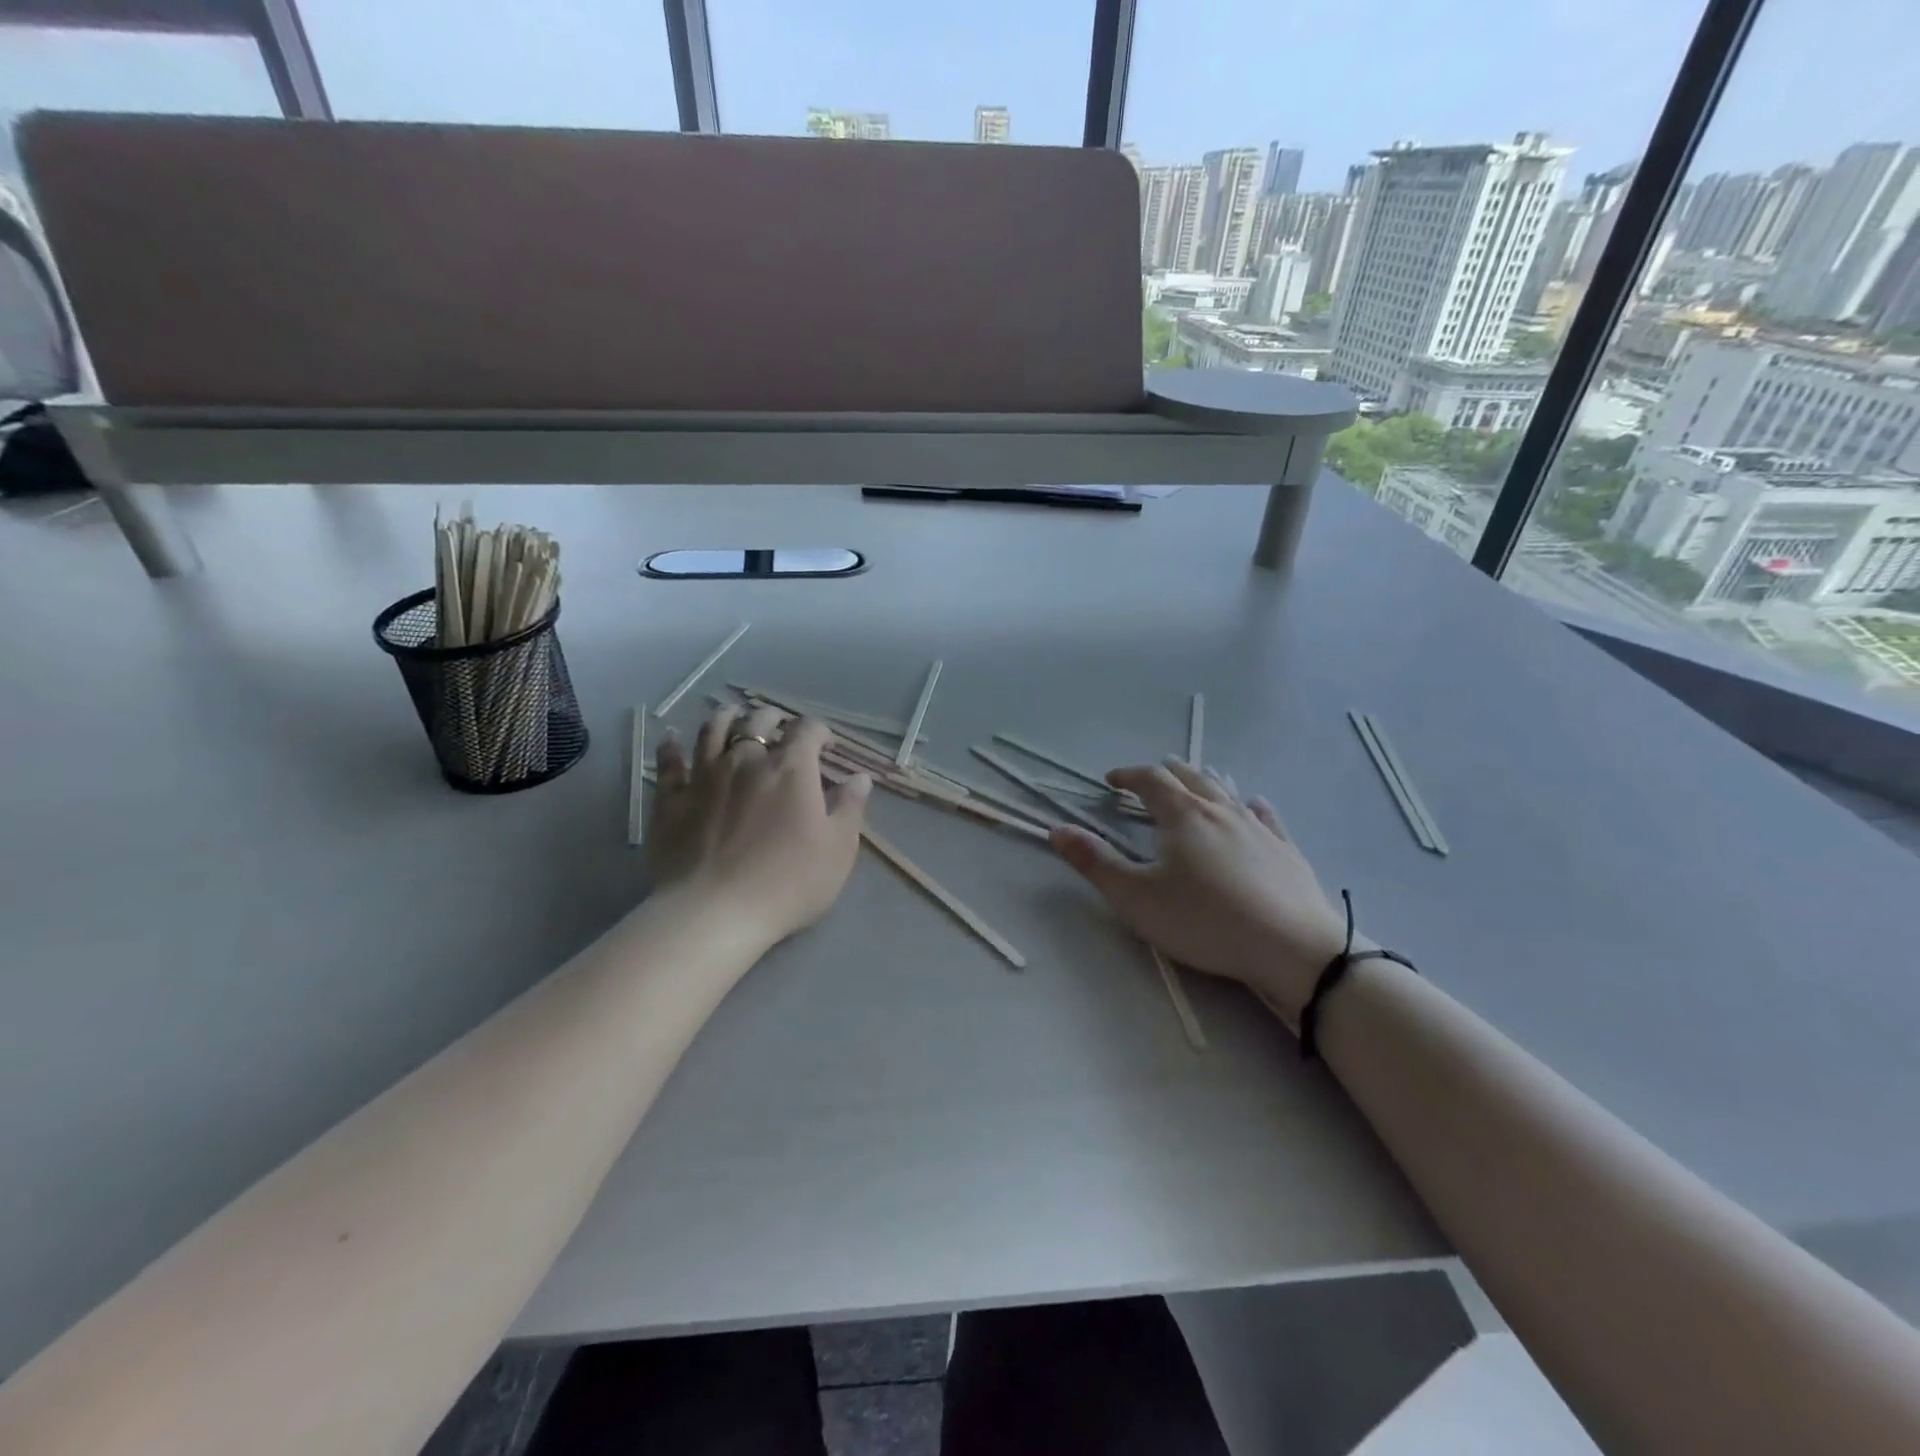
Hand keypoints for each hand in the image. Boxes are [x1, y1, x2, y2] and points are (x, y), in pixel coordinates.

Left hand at [648, 704, 871, 950]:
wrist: (715, 912)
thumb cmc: (788, 882)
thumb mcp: (838, 850)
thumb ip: (850, 808)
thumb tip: (860, 778)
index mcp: (791, 769)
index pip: (807, 730)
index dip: (819, 731)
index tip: (825, 744)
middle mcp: (746, 760)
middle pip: (757, 722)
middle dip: (773, 719)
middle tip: (779, 727)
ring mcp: (704, 777)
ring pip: (712, 731)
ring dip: (725, 718)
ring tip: (732, 717)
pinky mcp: (671, 800)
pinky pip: (669, 763)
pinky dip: (672, 747)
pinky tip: (672, 739)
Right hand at [1050, 759, 1354, 1021]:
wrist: (1292, 947)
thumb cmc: (1204, 921)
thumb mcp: (1136, 897)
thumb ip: (1095, 862)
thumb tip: (1057, 829)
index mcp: (1182, 815)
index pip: (1150, 780)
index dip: (1127, 775)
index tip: (1111, 781)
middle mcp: (1220, 810)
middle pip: (1189, 778)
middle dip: (1165, 774)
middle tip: (1150, 779)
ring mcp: (1258, 828)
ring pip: (1226, 792)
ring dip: (1203, 783)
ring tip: (1193, 784)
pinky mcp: (1286, 850)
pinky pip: (1265, 816)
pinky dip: (1250, 806)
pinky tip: (1253, 807)